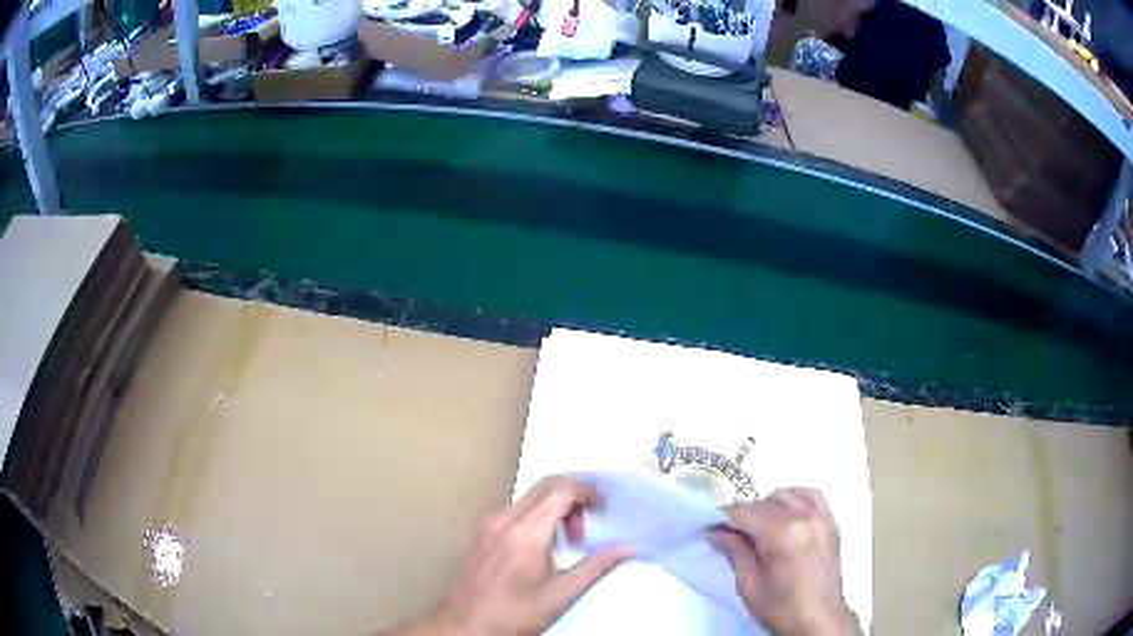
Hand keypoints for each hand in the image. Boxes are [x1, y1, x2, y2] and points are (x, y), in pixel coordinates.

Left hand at [391, 476, 631, 635]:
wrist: (465, 627)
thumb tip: (627, 549)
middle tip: (592, 522)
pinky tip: (548, 544)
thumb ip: (596, 567)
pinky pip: (518, 508)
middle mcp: (503, 519)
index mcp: (525, 533)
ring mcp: (489, 523)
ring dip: (558, 506)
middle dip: (576, 496)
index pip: (561, 489)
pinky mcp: (482, 531)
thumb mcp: (560, 596)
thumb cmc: (512, 616)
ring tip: (572, 539)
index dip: (589, 490)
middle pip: (546, 485)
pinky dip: (540, 514)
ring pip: (532, 495)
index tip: (606, 506)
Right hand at [710, 488, 856, 635]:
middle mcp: (804, 517)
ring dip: (770, 506)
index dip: (724, 517)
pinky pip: (812, 496)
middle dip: (745, 515)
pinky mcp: (831, 522)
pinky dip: (796, 500)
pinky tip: (787, 517)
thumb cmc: (780, 608)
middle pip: (765, 502)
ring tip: (762, 529)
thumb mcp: (749, 586)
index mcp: (782, 534)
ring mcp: (821, 517)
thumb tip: (717, 531)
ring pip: (787, 494)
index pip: (745, 512)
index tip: (711, 526)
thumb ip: (736, 552)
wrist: (818, 619)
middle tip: (733, 536)